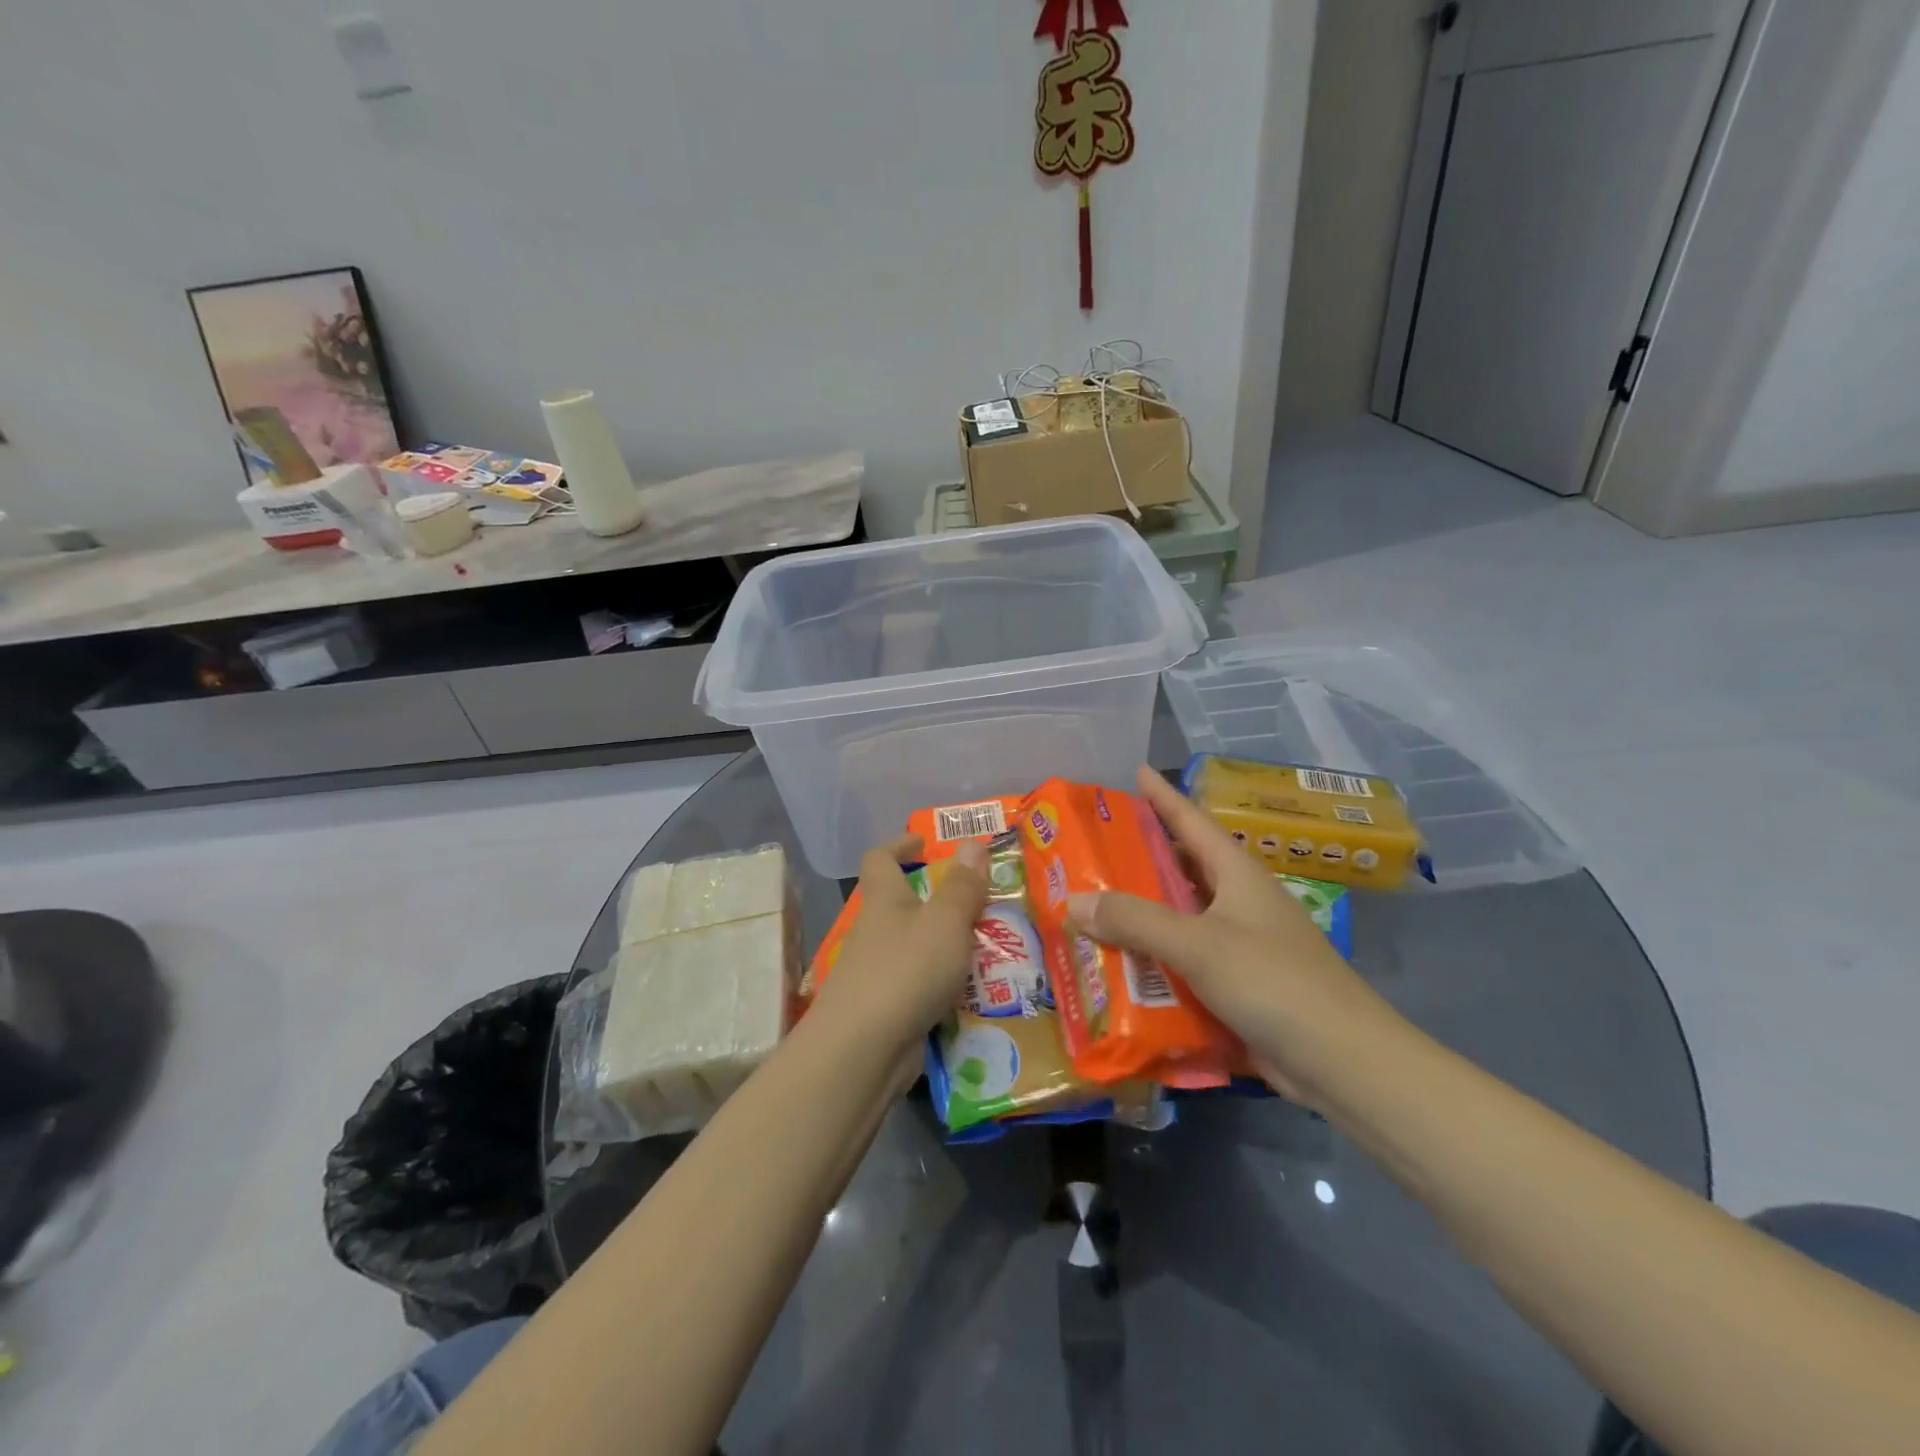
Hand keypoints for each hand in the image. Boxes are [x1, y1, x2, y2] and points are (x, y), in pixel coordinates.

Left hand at [810, 836, 989, 1050]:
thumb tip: (973, 843)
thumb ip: (962, 886)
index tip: (925, 843)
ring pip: (915, 948)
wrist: (862, 1051)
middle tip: (981, 903)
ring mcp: (877, 973)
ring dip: (946, 946)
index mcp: (884, 900)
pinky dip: (943, 985)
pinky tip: (975, 995)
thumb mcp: (945, 922)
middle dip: (938, 901)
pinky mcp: (886, 1010)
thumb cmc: (905, 970)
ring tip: (991, 949)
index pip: (880, 859)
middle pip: (901, 905)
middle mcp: (875, 932)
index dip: (900, 845)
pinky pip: (920, 986)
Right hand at [1065, 766, 1402, 1104]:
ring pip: (1179, 918)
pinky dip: (1153, 960)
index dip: (1163, 796)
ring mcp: (1239, 946)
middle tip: (1092, 847)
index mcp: (1237, 875)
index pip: (1192, 821)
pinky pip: (1183, 962)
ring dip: (1141, 914)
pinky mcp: (1236, 986)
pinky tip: (1118, 966)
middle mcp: (1238, 903)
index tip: (1135, 772)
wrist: (1342, 1063)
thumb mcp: (1199, 944)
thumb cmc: (1274, 982)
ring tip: (1091, 905)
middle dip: (1140, 856)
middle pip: (1182, 868)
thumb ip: (1135, 921)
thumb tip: (1071, 900)